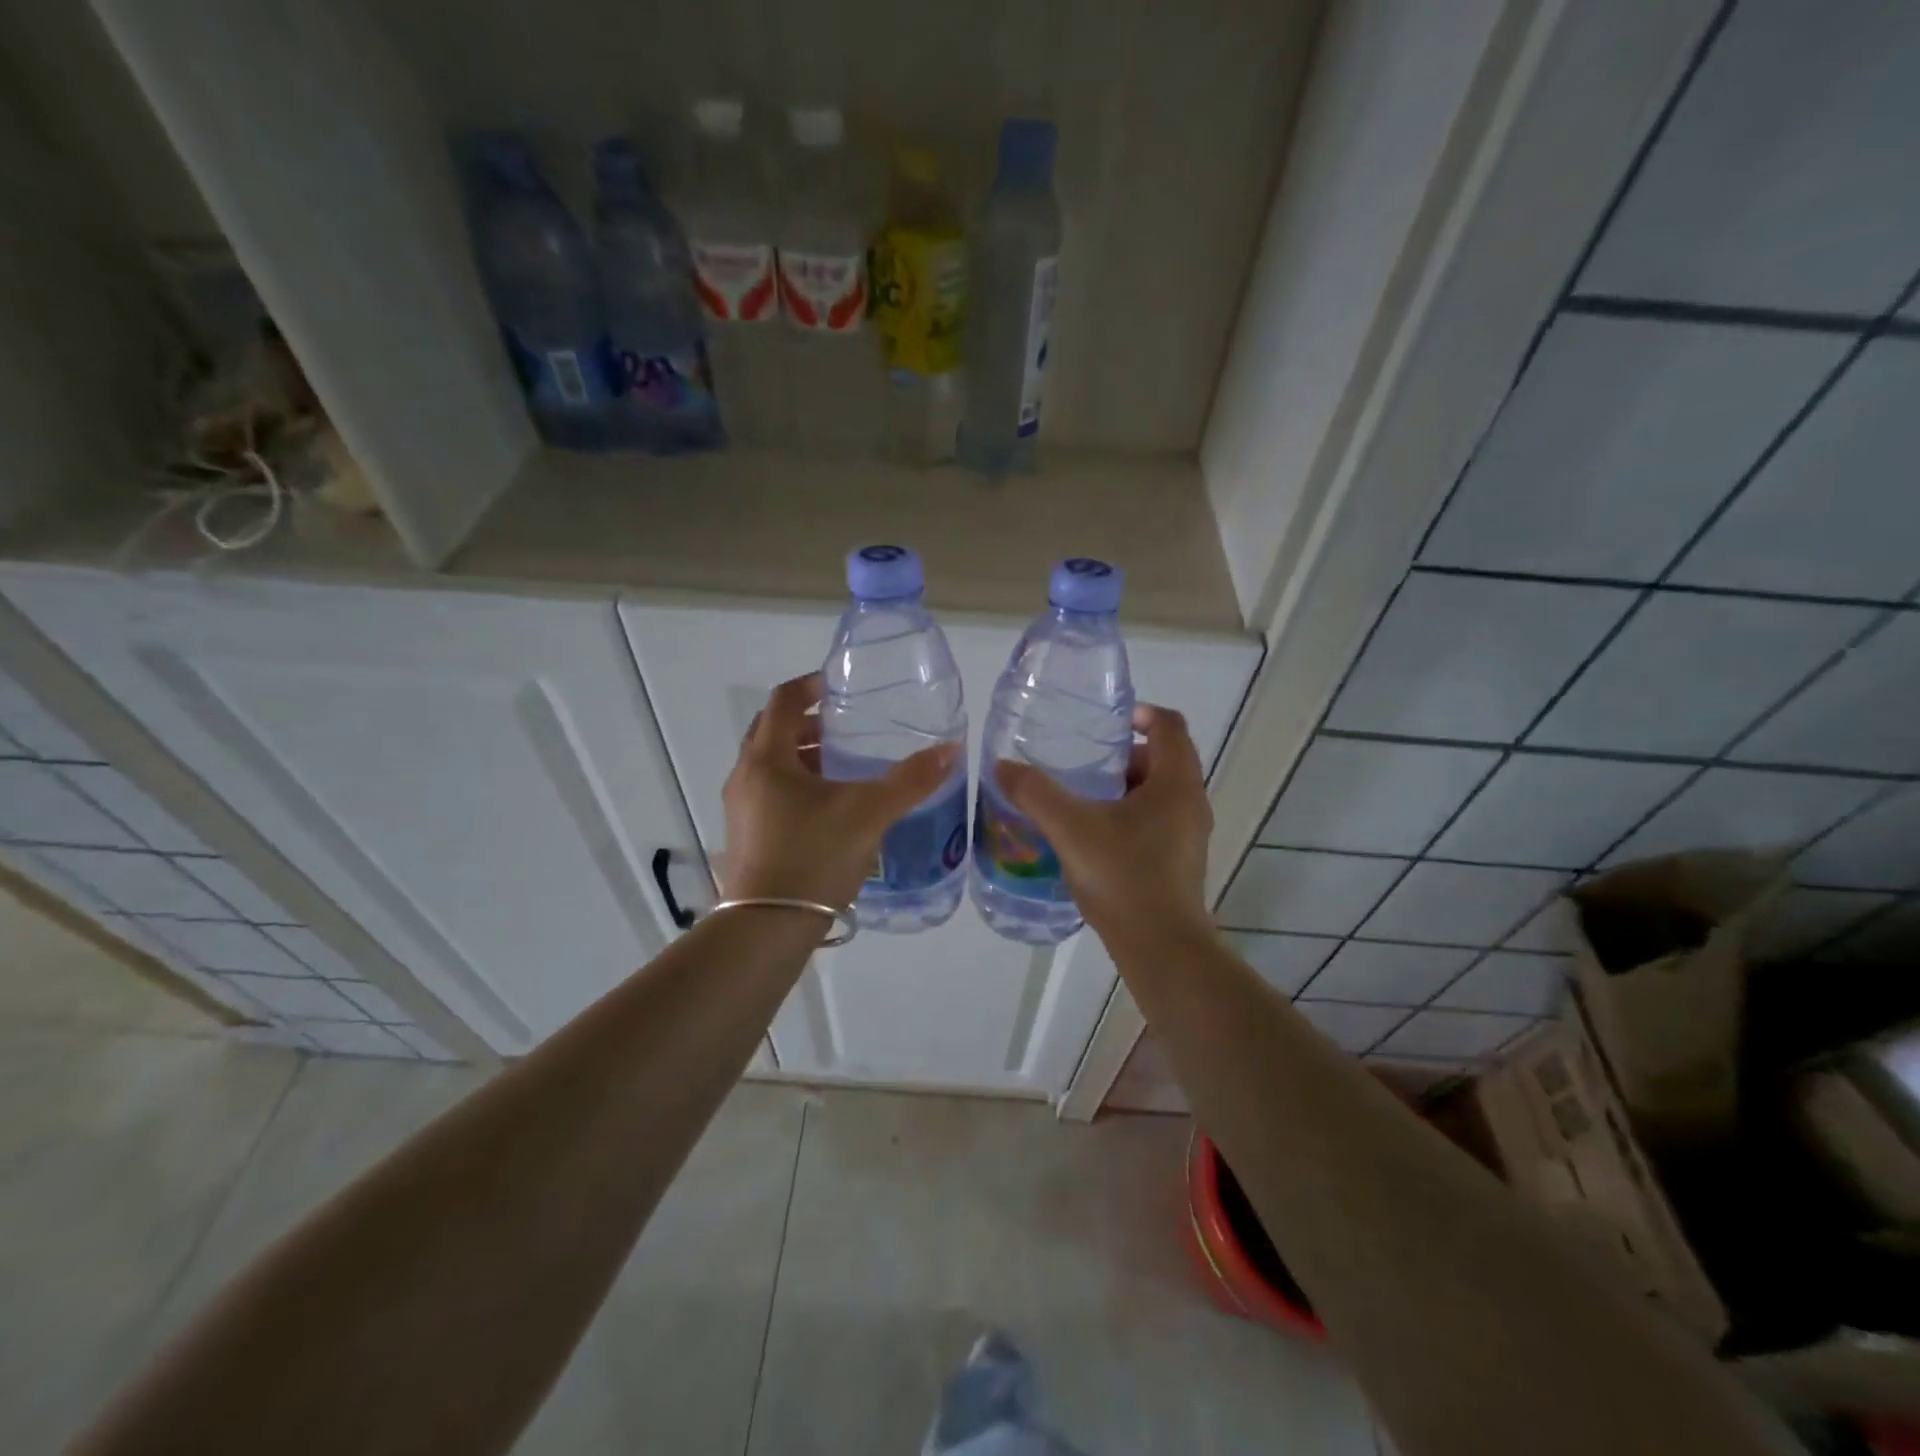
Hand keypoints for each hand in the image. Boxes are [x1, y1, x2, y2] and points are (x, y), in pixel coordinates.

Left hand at [722, 672, 960, 909]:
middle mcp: (746, 776)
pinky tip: (830, 808)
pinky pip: (771, 793)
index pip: (783, 701)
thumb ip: (910, 780)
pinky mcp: (746, 836)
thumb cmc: (813, 857)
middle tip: (847, 727)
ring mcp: (741, 808)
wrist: (767, 928)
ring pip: (772, 765)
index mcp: (767, 758)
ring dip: (804, 757)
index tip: (840, 686)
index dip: (811, 685)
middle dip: (810, 723)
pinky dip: (798, 785)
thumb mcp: (869, 813)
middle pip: (774, 731)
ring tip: (844, 767)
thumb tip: (950, 749)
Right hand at [996, 704, 1212, 939]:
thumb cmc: (1124, 877)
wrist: (1161, 948)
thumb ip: (1035, 793)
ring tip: (1081, 798)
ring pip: (1158, 792)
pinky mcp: (1180, 860)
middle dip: (1122, 754)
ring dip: (1124, 787)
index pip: (1169, 725)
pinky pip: (1156, 820)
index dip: (1140, 713)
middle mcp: (1191, 802)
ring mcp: (1189, 834)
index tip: (1104, 722)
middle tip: (1083, 763)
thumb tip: (1002, 766)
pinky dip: (1129, 815)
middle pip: (1163, 758)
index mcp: (1176, 783)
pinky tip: (1093, 836)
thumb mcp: (1071, 829)